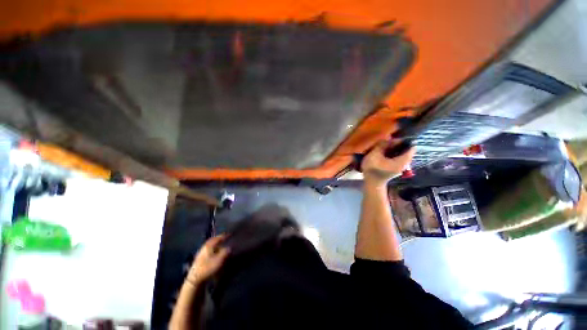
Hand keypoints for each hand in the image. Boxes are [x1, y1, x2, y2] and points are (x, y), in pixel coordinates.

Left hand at [187, 234, 229, 283]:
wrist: (195, 278)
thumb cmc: (208, 267)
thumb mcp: (219, 260)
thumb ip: (225, 252)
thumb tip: (230, 247)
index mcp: (209, 245)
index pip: (218, 238)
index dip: (225, 236)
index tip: (230, 234)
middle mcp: (204, 246)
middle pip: (213, 240)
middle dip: (219, 238)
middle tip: (225, 237)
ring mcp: (201, 252)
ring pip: (210, 244)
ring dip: (216, 243)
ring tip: (221, 244)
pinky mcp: (199, 257)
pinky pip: (208, 248)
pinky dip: (213, 247)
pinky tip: (215, 251)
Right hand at [361, 139, 414, 185]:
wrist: (372, 183)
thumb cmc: (373, 169)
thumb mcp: (374, 155)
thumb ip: (382, 145)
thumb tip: (387, 139)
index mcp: (403, 160)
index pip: (411, 146)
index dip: (403, 140)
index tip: (393, 139)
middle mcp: (406, 163)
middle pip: (406, 149)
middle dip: (397, 144)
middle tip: (386, 142)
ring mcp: (402, 166)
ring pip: (401, 153)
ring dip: (394, 148)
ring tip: (384, 147)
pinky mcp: (397, 167)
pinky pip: (398, 157)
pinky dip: (393, 153)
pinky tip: (384, 153)